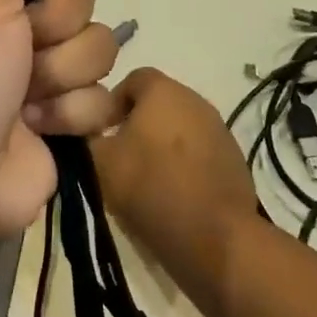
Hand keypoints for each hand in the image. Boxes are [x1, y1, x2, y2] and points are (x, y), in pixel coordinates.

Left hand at [0, 0, 123, 245]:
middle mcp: (18, 27)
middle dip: (57, 25)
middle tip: (24, 47)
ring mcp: (44, 75)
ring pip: (99, 47)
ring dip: (64, 75)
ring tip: (27, 100)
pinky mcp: (65, 119)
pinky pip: (103, 97)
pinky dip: (72, 114)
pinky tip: (39, 128)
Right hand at [89, 69, 256, 303]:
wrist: (216, 238)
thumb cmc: (152, 188)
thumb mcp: (100, 163)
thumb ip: (85, 138)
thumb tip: (82, 130)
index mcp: (163, 89)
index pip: (131, 78)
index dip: (110, 103)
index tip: (99, 133)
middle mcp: (195, 99)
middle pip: (157, 103)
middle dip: (135, 125)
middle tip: (118, 159)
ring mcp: (219, 128)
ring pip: (178, 128)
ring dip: (160, 146)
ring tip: (144, 180)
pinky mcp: (234, 158)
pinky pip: (199, 151)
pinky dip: (183, 165)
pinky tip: (173, 194)